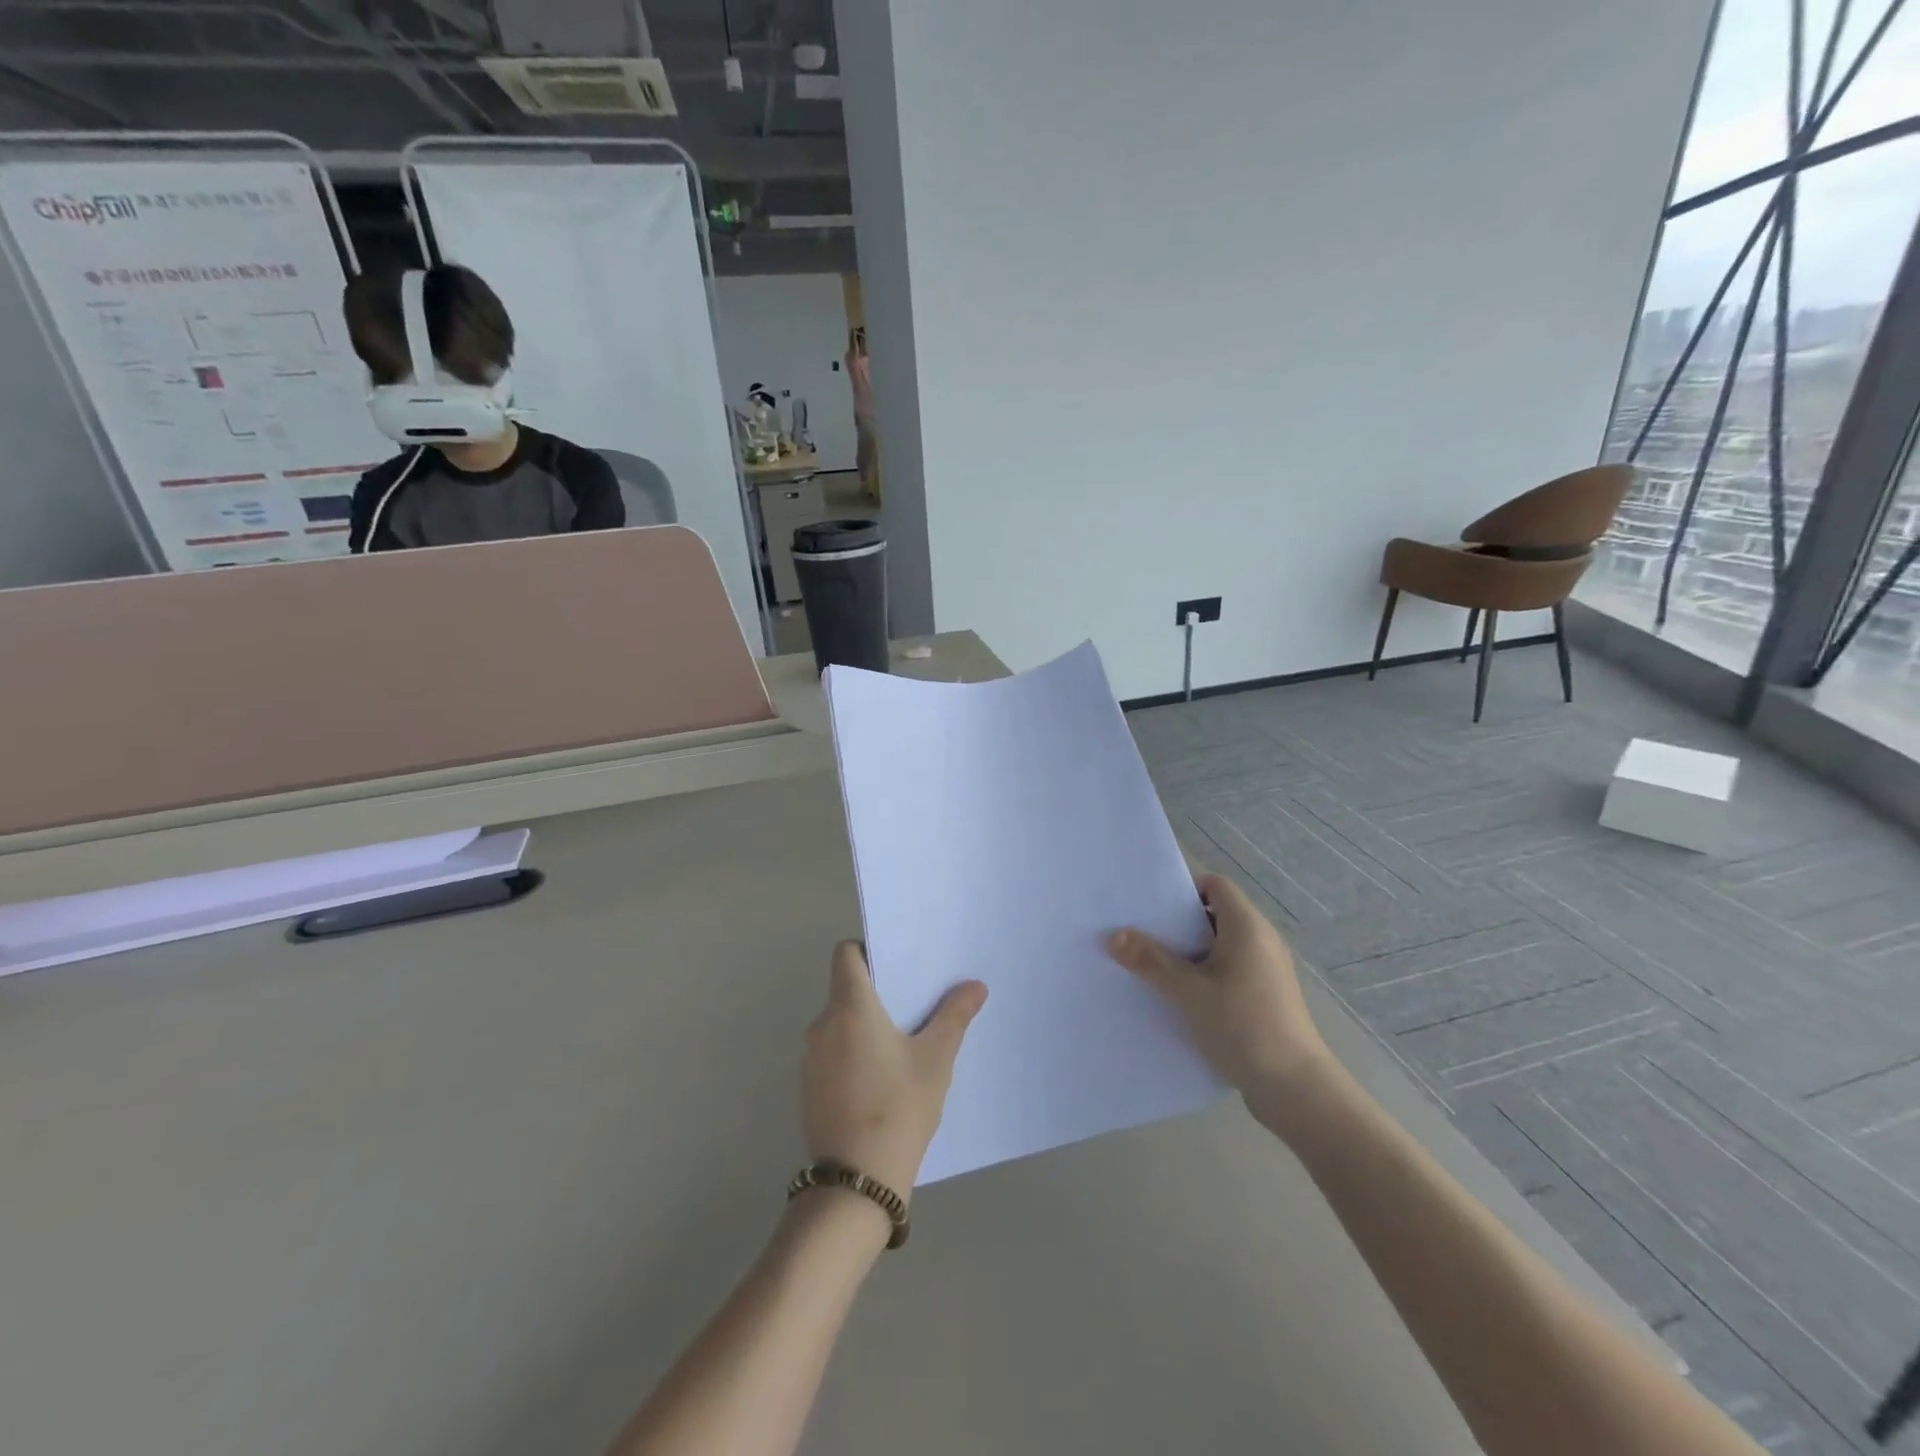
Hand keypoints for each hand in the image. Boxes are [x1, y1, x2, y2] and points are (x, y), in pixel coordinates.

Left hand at [801, 942, 987, 1201]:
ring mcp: (810, 1059)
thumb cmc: (899, 1108)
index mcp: (850, 1007)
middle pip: (845, 989)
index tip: (896, 967)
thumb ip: (954, 1016)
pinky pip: (832, 1053)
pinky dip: (852, 1054)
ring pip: (839, 1023)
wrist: (856, 1183)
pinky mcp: (808, 1088)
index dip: (867, 950)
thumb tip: (975, 986)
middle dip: (877, 992)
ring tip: (903, 1043)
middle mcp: (822, 1025)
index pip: (846, 954)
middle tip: (914, 1004)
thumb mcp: (935, 1060)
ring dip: (864, 1025)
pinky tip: (880, 1080)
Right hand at [1107, 873, 1332, 1118]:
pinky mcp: (1266, 998)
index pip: (1216, 885)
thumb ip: (1150, 961)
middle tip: (1141, 936)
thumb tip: (1113, 935)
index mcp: (1247, 927)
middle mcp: (1261, 941)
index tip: (1151, 908)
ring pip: (1220, 947)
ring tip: (1152, 968)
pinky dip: (1205, 976)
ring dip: (1189, 954)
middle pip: (1215, 915)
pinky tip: (1180, 998)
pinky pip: (1229, 972)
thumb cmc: (1243, 1026)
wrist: (1296, 1089)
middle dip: (1178, 924)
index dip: (1184, 889)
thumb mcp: (1188, 992)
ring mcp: (1267, 971)